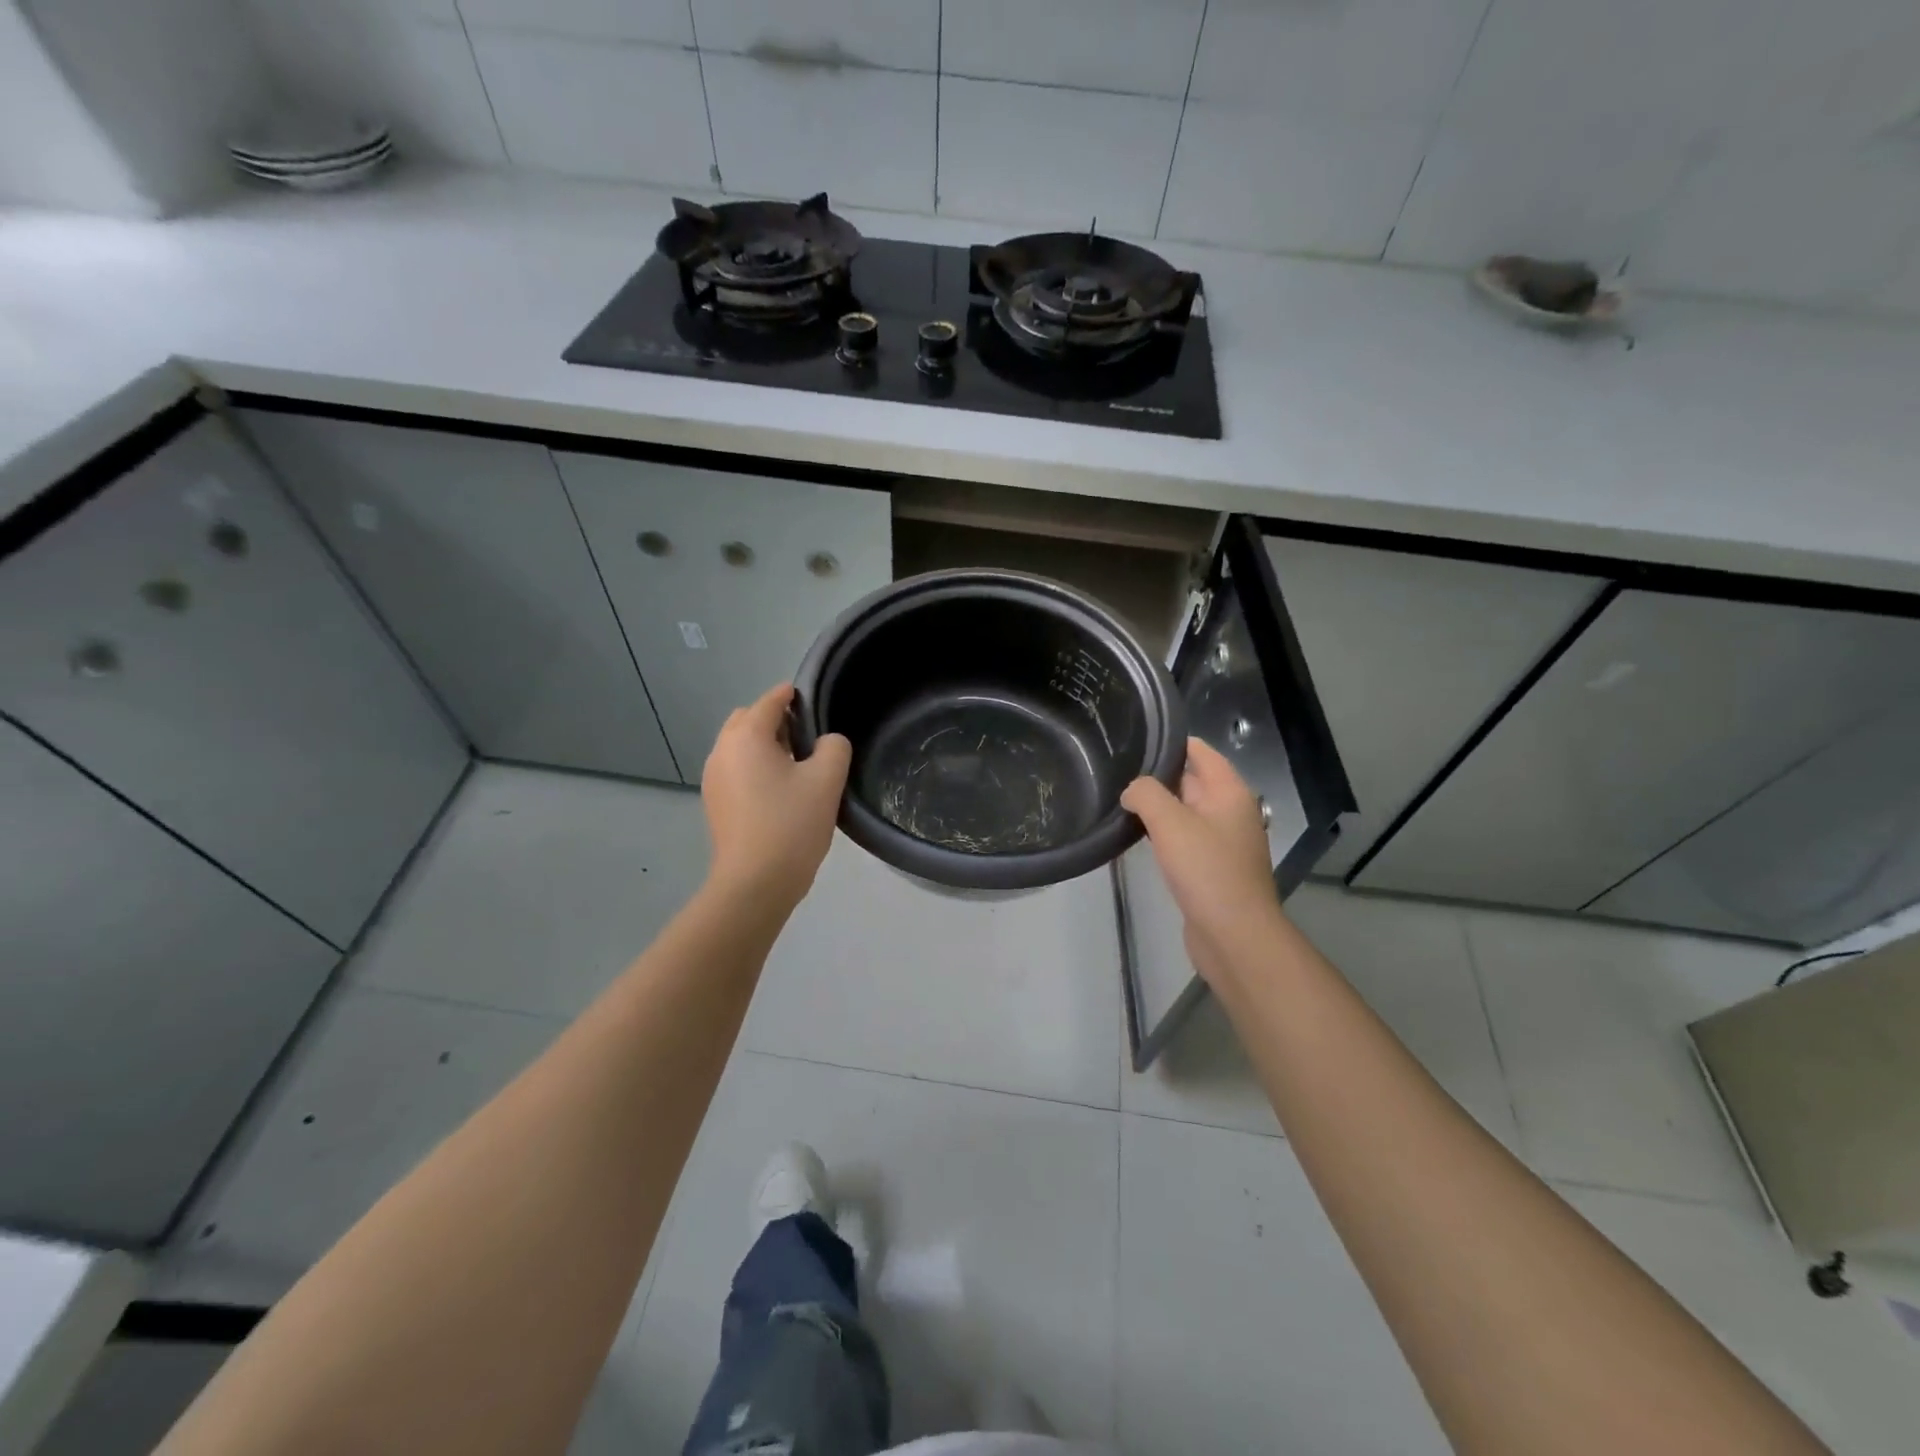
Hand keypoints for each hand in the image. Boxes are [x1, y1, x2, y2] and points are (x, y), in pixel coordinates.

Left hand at [702, 684, 851, 908]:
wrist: (755, 883)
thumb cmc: (791, 824)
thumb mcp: (827, 780)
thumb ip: (834, 747)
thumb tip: (827, 743)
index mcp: (746, 736)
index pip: (770, 701)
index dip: (792, 695)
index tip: (813, 701)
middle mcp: (722, 751)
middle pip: (747, 720)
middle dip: (775, 720)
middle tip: (808, 738)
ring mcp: (713, 779)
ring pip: (740, 747)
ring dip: (764, 746)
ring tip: (796, 767)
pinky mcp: (714, 803)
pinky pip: (735, 770)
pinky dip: (754, 768)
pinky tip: (778, 791)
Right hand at [1121, 737, 1284, 986]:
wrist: (1233, 935)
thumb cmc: (1206, 870)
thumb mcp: (1170, 822)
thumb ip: (1146, 794)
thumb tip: (1132, 791)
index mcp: (1229, 792)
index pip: (1199, 751)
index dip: (1169, 742)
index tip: (1134, 739)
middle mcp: (1230, 812)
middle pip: (1191, 779)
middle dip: (1157, 775)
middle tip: (1116, 770)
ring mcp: (1223, 841)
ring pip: (1185, 811)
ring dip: (1158, 807)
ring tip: (1119, 800)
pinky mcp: (1211, 868)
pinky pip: (1184, 839)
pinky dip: (1163, 834)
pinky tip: (1137, 837)